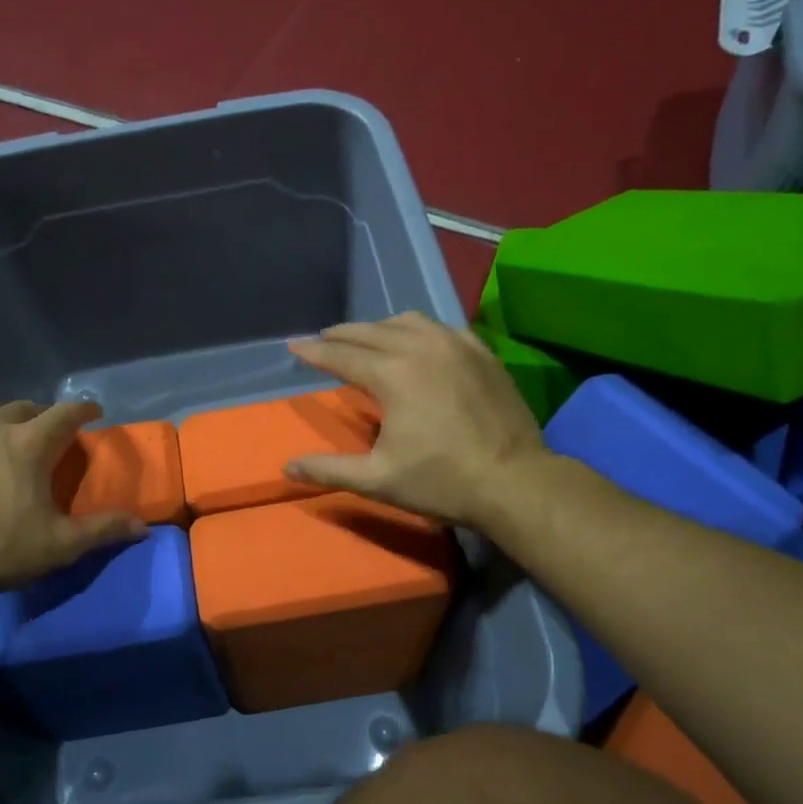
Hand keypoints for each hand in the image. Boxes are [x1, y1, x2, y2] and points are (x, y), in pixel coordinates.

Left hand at [0, 399, 146, 593]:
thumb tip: (142, 527)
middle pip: (24, 407)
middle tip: (47, 434)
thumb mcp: (60, 545)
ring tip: (2, 434)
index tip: (94, 412)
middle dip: (41, 415)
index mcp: (30, 443)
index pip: (66, 413)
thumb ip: (102, 531)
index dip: (84, 410)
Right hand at [286, 312, 549, 527]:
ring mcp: (456, 346)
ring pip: (408, 321)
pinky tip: (418, 342)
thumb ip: (329, 470)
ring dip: (380, 328)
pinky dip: (420, 330)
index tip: (294, 346)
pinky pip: (442, 328)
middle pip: (371, 331)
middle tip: (324, 340)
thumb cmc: (442, 481)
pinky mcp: (482, 353)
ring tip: (367, 339)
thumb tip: (286, 468)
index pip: (342, 355)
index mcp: (392, 375)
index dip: (314, 352)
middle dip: (342, 335)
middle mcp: (421, 348)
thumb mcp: (378, 480)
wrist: (516, 482)